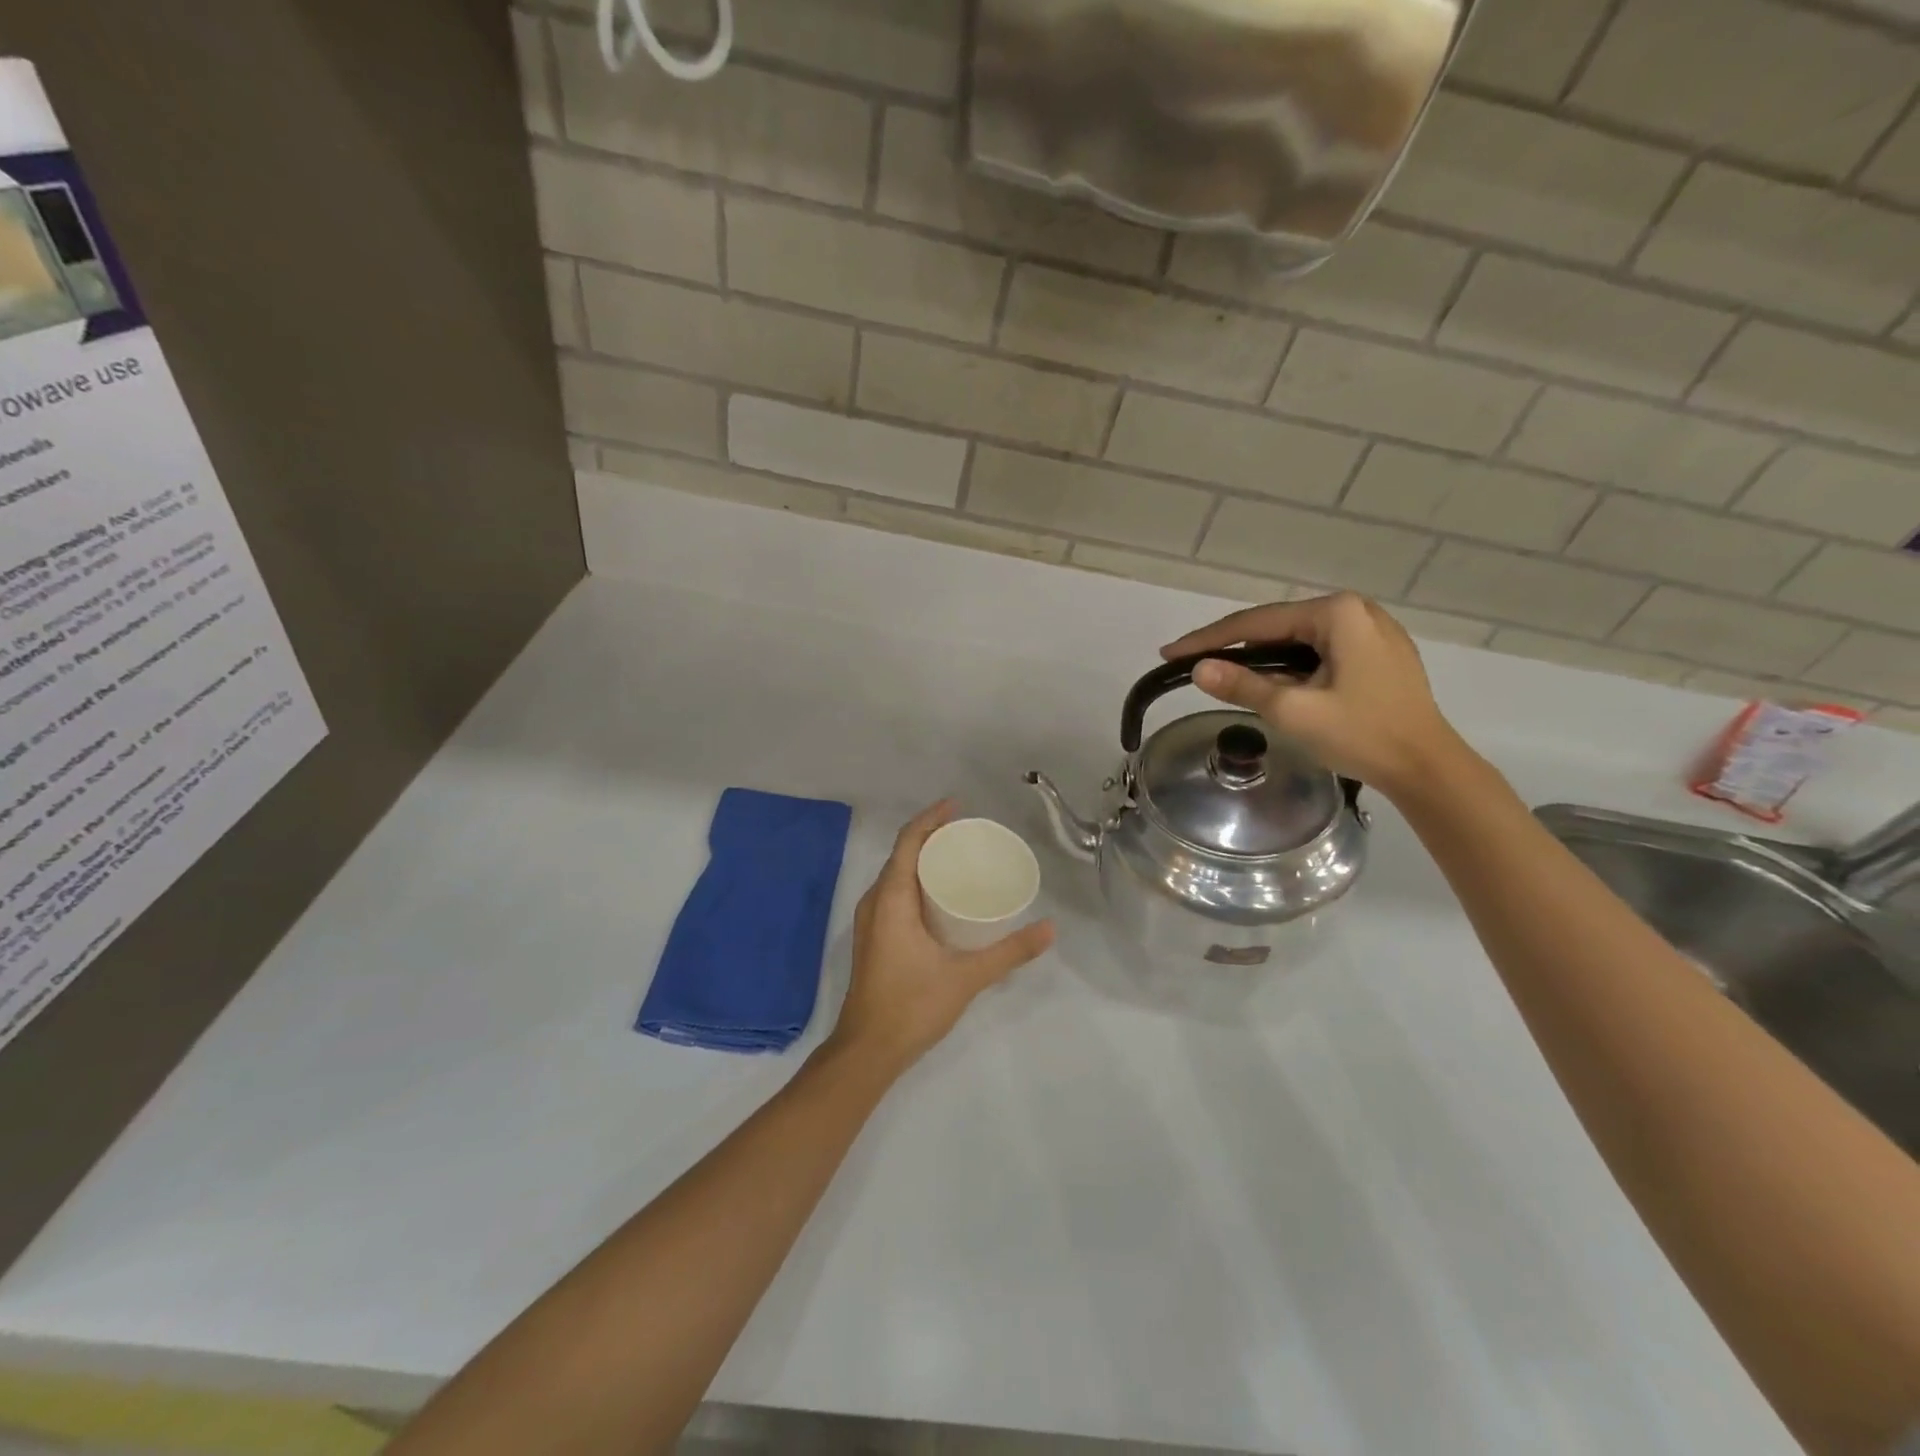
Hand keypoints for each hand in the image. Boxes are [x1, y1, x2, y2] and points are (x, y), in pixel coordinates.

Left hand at [827, 801, 1054, 1077]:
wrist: (867, 1051)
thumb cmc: (912, 1006)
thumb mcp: (966, 976)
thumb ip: (1009, 952)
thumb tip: (1050, 929)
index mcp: (891, 898)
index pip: (908, 841)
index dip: (931, 818)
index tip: (958, 806)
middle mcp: (874, 902)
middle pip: (902, 854)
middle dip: (932, 836)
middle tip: (968, 833)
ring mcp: (870, 921)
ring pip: (896, 876)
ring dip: (923, 860)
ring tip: (959, 859)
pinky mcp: (874, 939)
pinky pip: (894, 894)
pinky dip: (916, 883)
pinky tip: (941, 898)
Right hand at [1161, 593, 1467, 800]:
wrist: (1428, 768)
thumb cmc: (1362, 734)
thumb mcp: (1293, 710)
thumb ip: (1242, 685)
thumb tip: (1197, 670)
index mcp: (1338, 613)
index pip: (1256, 623)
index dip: (1208, 639)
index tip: (1170, 653)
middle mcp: (1357, 611)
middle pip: (1278, 627)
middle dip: (1234, 647)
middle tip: (1193, 665)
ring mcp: (1372, 633)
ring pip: (1298, 641)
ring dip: (1262, 659)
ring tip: (1224, 675)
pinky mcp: (1379, 656)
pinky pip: (1320, 653)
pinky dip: (1290, 667)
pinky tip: (1271, 683)